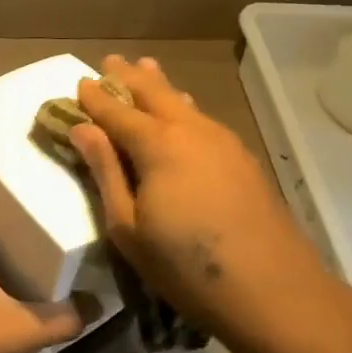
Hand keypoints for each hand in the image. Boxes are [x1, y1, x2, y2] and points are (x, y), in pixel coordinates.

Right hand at [71, 56, 350, 352]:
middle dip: (129, 77)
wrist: (274, 291)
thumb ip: (105, 171)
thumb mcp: (127, 226)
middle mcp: (191, 131)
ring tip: (147, 68)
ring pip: (184, 102)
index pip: (116, 111)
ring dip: (161, 86)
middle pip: (155, 93)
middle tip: (111, 61)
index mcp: (157, 145)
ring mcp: (223, 142)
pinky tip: (185, 113)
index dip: (95, 98)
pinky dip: (184, 108)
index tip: (78, 83)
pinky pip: (203, 120)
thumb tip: (83, 129)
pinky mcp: (243, 160)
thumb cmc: (185, 266)